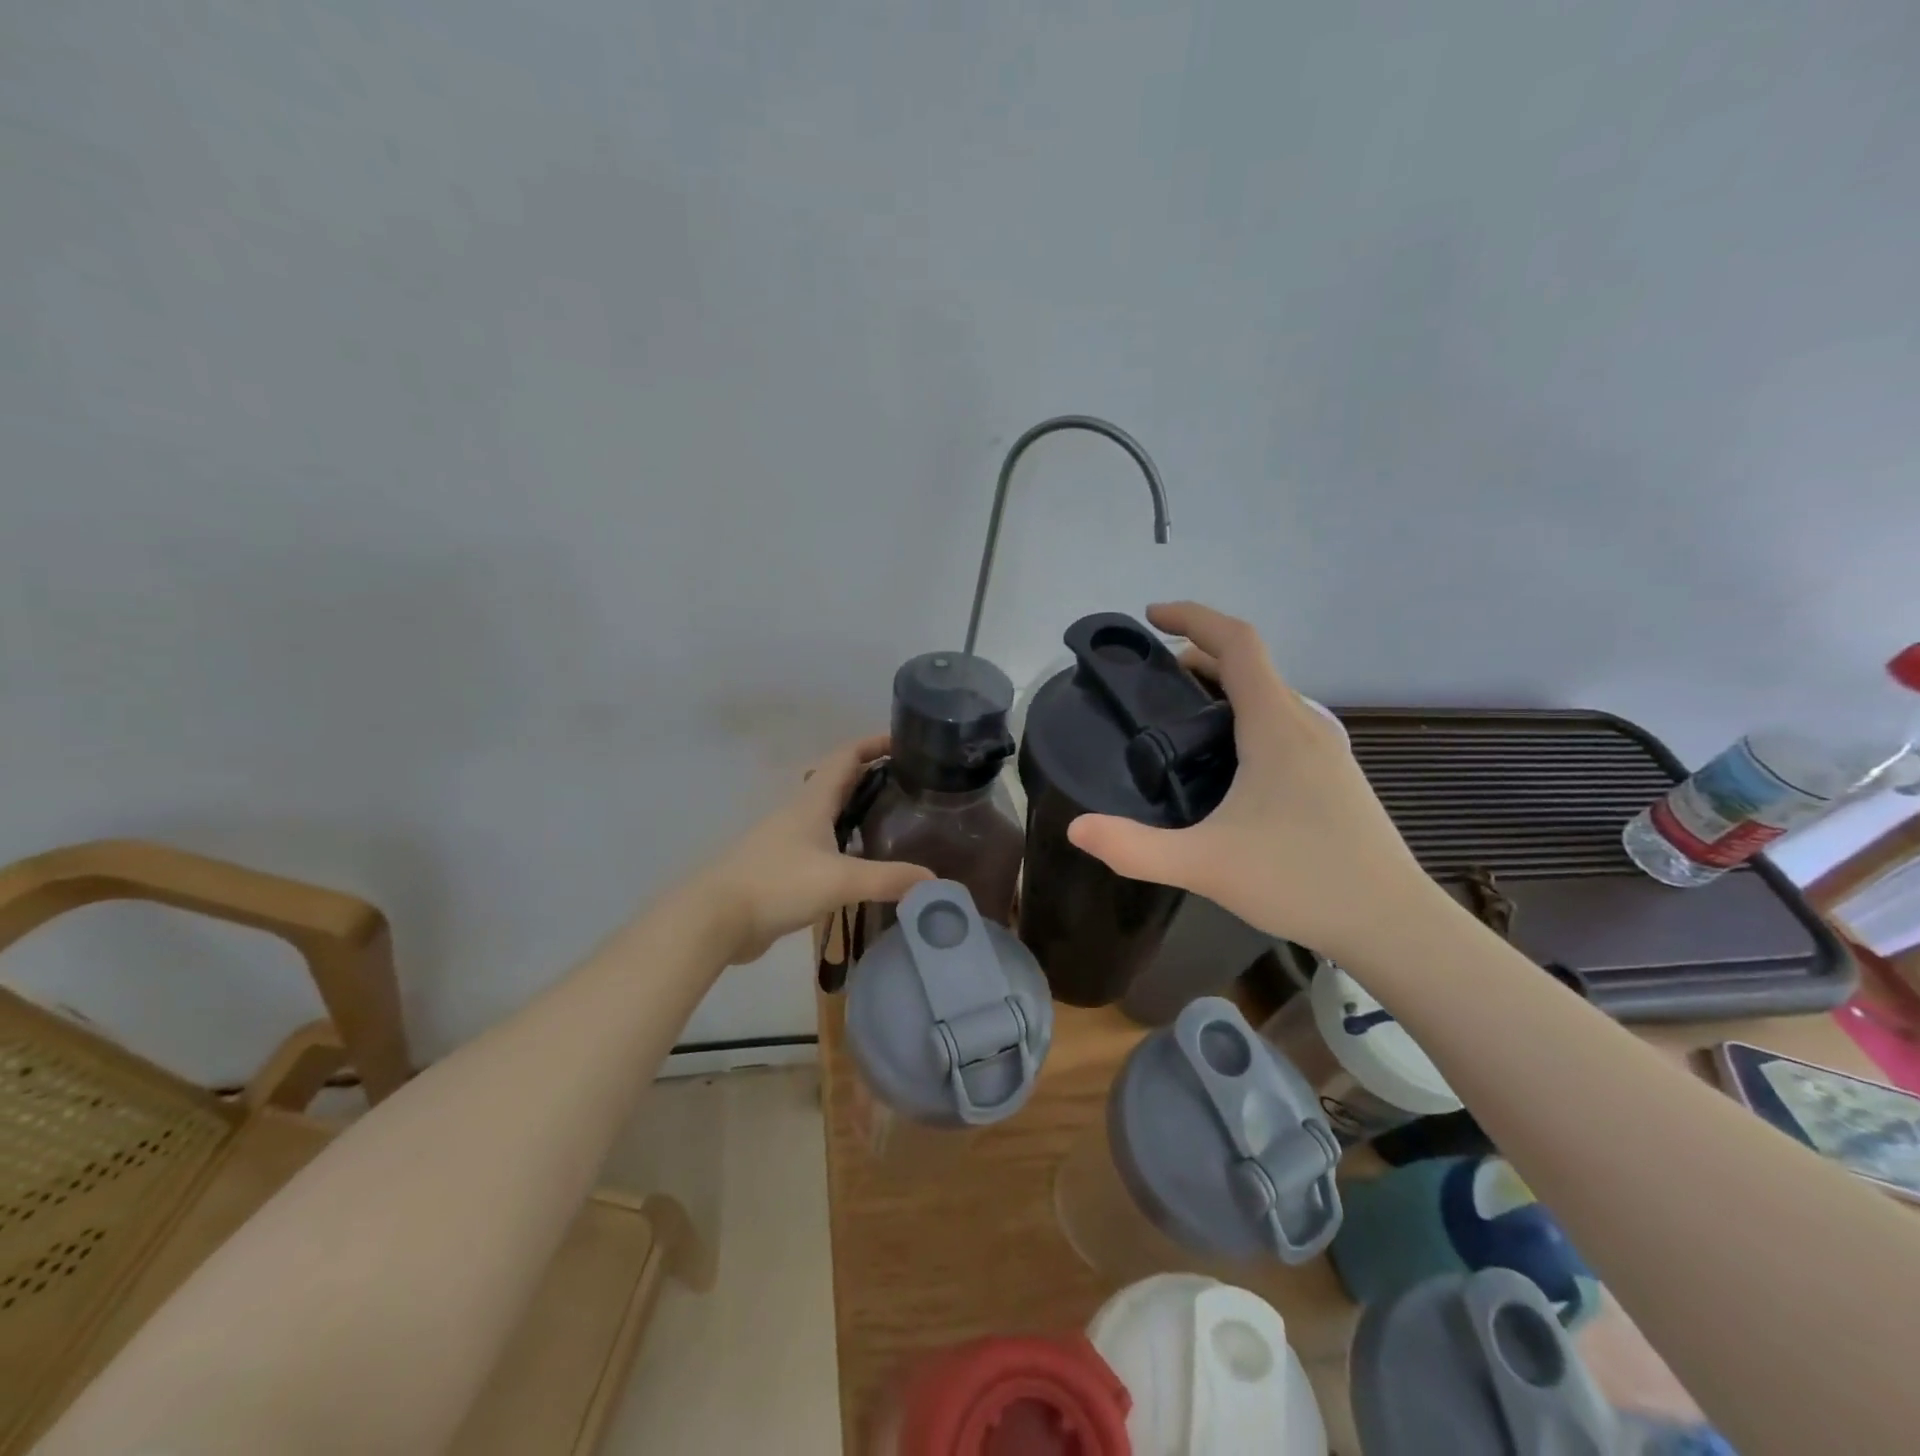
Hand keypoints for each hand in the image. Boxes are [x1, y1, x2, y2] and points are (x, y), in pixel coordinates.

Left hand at [694, 735, 934, 965]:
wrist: (716, 918)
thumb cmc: (777, 884)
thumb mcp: (839, 880)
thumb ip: (888, 879)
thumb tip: (936, 881)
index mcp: (812, 801)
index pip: (846, 757)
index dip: (874, 743)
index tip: (906, 741)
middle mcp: (800, 812)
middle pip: (840, 781)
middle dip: (874, 775)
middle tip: (912, 784)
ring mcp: (789, 839)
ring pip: (830, 812)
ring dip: (859, 808)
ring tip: (896, 819)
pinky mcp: (783, 866)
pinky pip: (823, 843)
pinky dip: (846, 841)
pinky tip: (863, 860)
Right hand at [1066, 602, 1436, 961]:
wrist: (1394, 923)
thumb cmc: (1302, 880)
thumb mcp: (1206, 865)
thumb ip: (1135, 848)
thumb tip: (1076, 829)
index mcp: (1276, 725)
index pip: (1237, 643)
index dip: (1193, 617)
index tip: (1151, 617)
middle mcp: (1305, 724)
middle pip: (1249, 665)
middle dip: (1197, 657)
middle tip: (1149, 682)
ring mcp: (1326, 749)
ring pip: (1268, 694)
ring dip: (1222, 687)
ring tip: (1178, 717)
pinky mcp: (1333, 774)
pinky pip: (1281, 721)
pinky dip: (1244, 715)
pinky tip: (1225, 761)